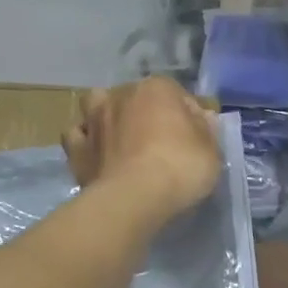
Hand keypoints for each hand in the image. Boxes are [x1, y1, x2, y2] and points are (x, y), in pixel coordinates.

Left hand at [62, 77, 222, 223]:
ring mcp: (94, 120)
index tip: (194, 139)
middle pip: (136, 98)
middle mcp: (121, 95)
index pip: (178, 95)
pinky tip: (96, 154)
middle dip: (146, 113)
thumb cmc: (180, 168)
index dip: (188, 116)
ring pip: (97, 106)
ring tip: (120, 138)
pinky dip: (85, 141)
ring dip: (106, 116)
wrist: (135, 198)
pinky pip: (77, 136)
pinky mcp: (76, 148)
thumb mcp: (211, 151)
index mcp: (157, 89)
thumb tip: (201, 119)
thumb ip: (206, 131)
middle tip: (159, 140)